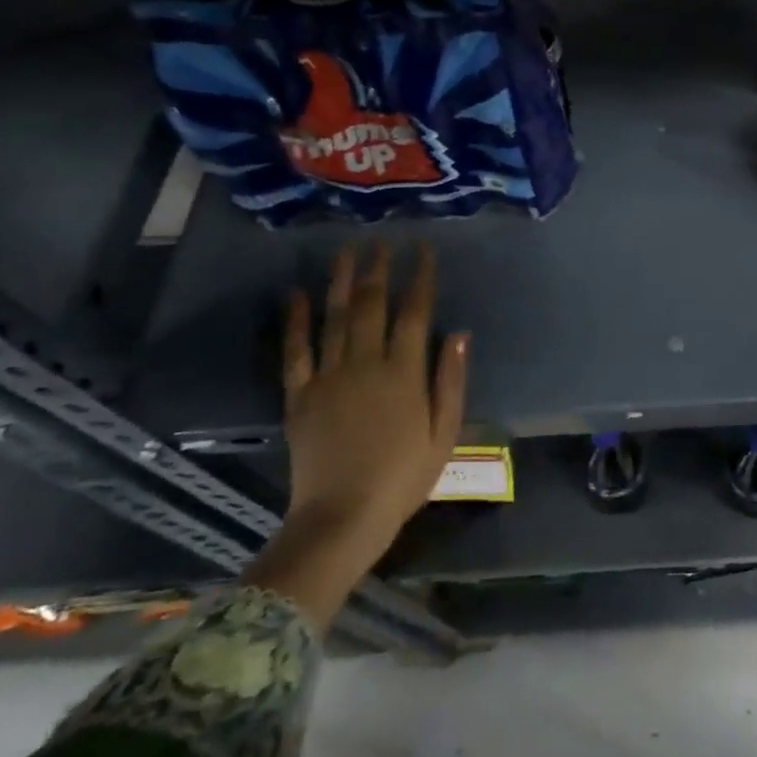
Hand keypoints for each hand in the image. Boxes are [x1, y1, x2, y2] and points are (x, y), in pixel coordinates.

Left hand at [282, 244, 468, 555]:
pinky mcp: (300, 395)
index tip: (424, 251)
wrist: (343, 516)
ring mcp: (329, 377)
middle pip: (372, 305)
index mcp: (404, 373)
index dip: (420, 278)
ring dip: (341, 281)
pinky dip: (297, 320)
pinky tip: (298, 295)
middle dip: (379, 269)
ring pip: (335, 317)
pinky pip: (296, 350)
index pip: (414, 313)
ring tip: (346, 252)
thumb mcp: (445, 433)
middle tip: (382, 240)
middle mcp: (366, 364)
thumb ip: (451, 382)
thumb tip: (459, 335)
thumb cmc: (404, 477)